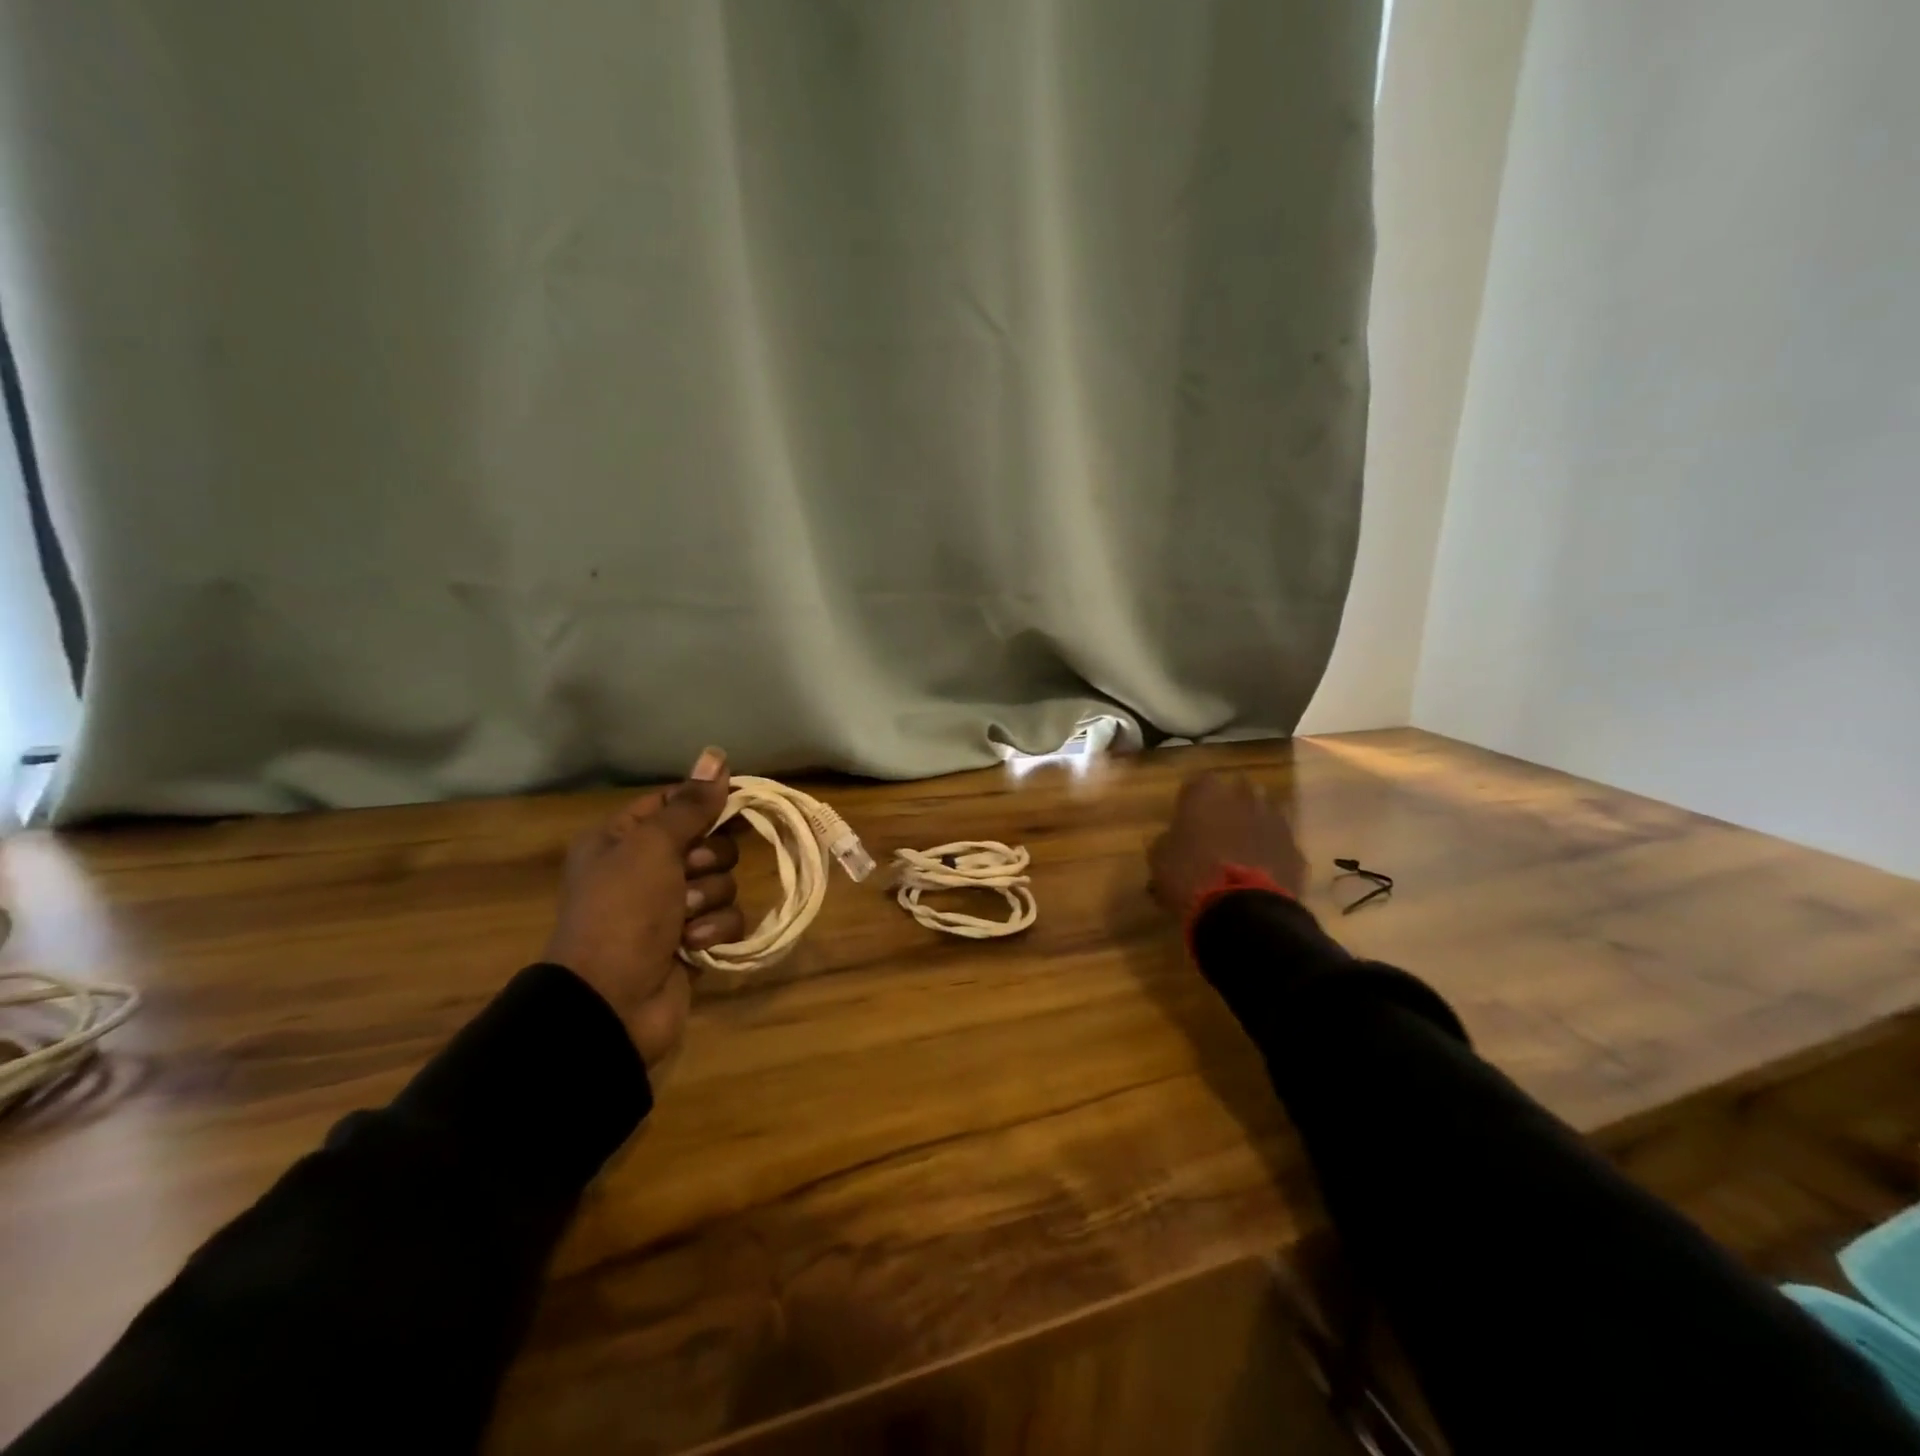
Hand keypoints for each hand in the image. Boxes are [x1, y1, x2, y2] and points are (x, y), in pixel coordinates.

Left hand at [542, 748, 743, 1066]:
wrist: (609, 1003)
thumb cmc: (623, 913)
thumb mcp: (652, 848)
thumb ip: (691, 805)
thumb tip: (716, 754)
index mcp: (622, 840)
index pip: (674, 803)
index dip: (706, 802)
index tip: (738, 801)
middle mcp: (645, 870)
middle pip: (707, 842)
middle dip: (708, 860)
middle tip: (687, 875)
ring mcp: (669, 908)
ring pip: (722, 881)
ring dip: (709, 899)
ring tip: (684, 919)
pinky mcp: (692, 942)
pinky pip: (725, 919)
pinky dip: (714, 931)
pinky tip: (692, 946)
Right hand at [1148, 771, 1307, 917]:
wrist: (1243, 911)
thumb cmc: (1191, 876)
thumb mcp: (1161, 858)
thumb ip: (1169, 840)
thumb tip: (1174, 839)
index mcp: (1206, 794)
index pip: (1199, 783)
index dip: (1193, 802)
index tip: (1187, 820)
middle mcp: (1245, 798)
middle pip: (1239, 793)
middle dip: (1230, 808)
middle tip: (1216, 833)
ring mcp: (1277, 823)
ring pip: (1264, 817)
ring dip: (1254, 829)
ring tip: (1241, 855)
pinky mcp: (1297, 852)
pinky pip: (1281, 848)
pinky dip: (1272, 856)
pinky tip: (1261, 876)